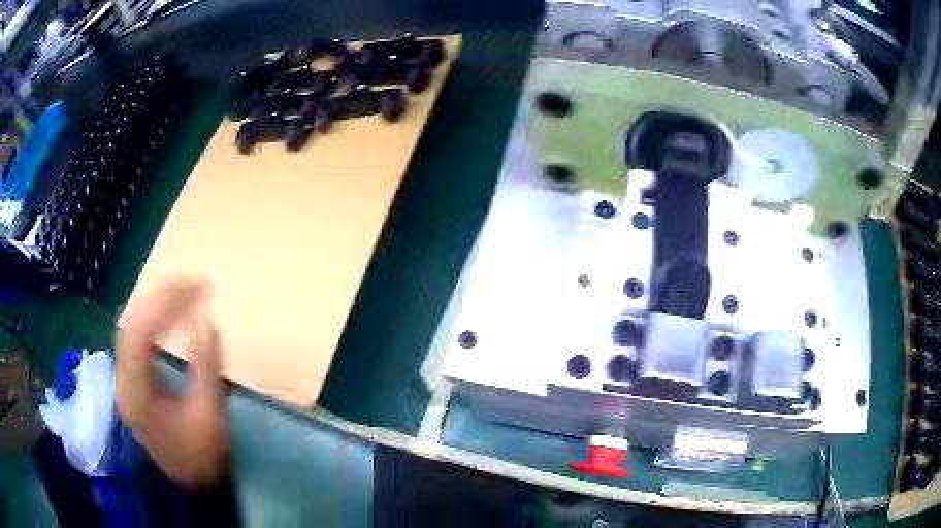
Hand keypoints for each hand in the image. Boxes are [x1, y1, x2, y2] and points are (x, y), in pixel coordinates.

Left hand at [116, 277, 229, 488]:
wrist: (187, 486)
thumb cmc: (200, 456)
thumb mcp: (209, 415)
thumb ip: (205, 365)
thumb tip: (206, 319)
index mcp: (137, 390)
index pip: (141, 331)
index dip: (166, 303)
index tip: (198, 289)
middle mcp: (123, 378)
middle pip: (132, 321)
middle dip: (162, 297)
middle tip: (194, 285)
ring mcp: (125, 378)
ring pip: (132, 326)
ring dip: (156, 305)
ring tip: (184, 293)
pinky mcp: (132, 380)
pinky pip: (137, 338)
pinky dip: (154, 320)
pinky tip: (169, 316)